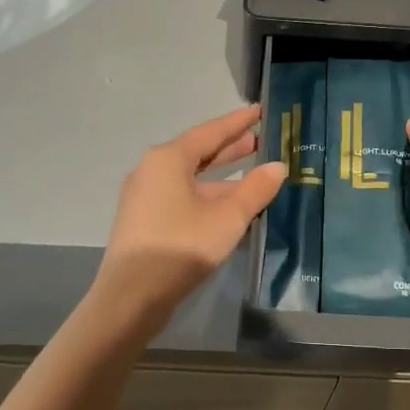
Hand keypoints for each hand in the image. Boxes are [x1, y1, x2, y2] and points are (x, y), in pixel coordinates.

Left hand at [95, 106, 286, 320]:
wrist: (131, 297)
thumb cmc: (181, 247)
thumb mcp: (227, 218)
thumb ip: (255, 189)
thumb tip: (278, 166)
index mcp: (168, 159)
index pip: (210, 132)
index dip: (238, 122)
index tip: (259, 111)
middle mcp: (152, 170)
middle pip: (198, 153)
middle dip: (230, 149)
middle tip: (261, 141)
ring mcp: (145, 197)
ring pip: (191, 179)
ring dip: (222, 178)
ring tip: (254, 176)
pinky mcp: (145, 221)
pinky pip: (182, 198)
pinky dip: (208, 197)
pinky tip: (230, 208)